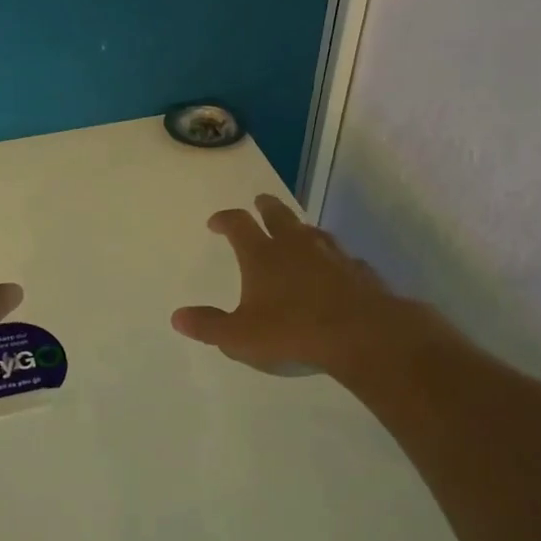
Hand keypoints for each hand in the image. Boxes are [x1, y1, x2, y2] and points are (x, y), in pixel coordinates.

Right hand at [172, 195, 430, 377]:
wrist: (362, 335)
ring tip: (297, 233)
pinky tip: (335, 270)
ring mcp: (332, 255)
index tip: (216, 222)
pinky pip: (342, 257)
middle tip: (260, 203)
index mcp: (262, 255)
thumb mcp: (239, 337)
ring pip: (313, 231)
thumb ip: (208, 326)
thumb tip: (177, 317)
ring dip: (301, 229)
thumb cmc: (292, 333)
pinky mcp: (359, 271)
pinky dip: (333, 259)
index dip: (225, 219)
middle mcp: (295, 246)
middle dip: (266, 207)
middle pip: (278, 214)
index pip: (238, 224)